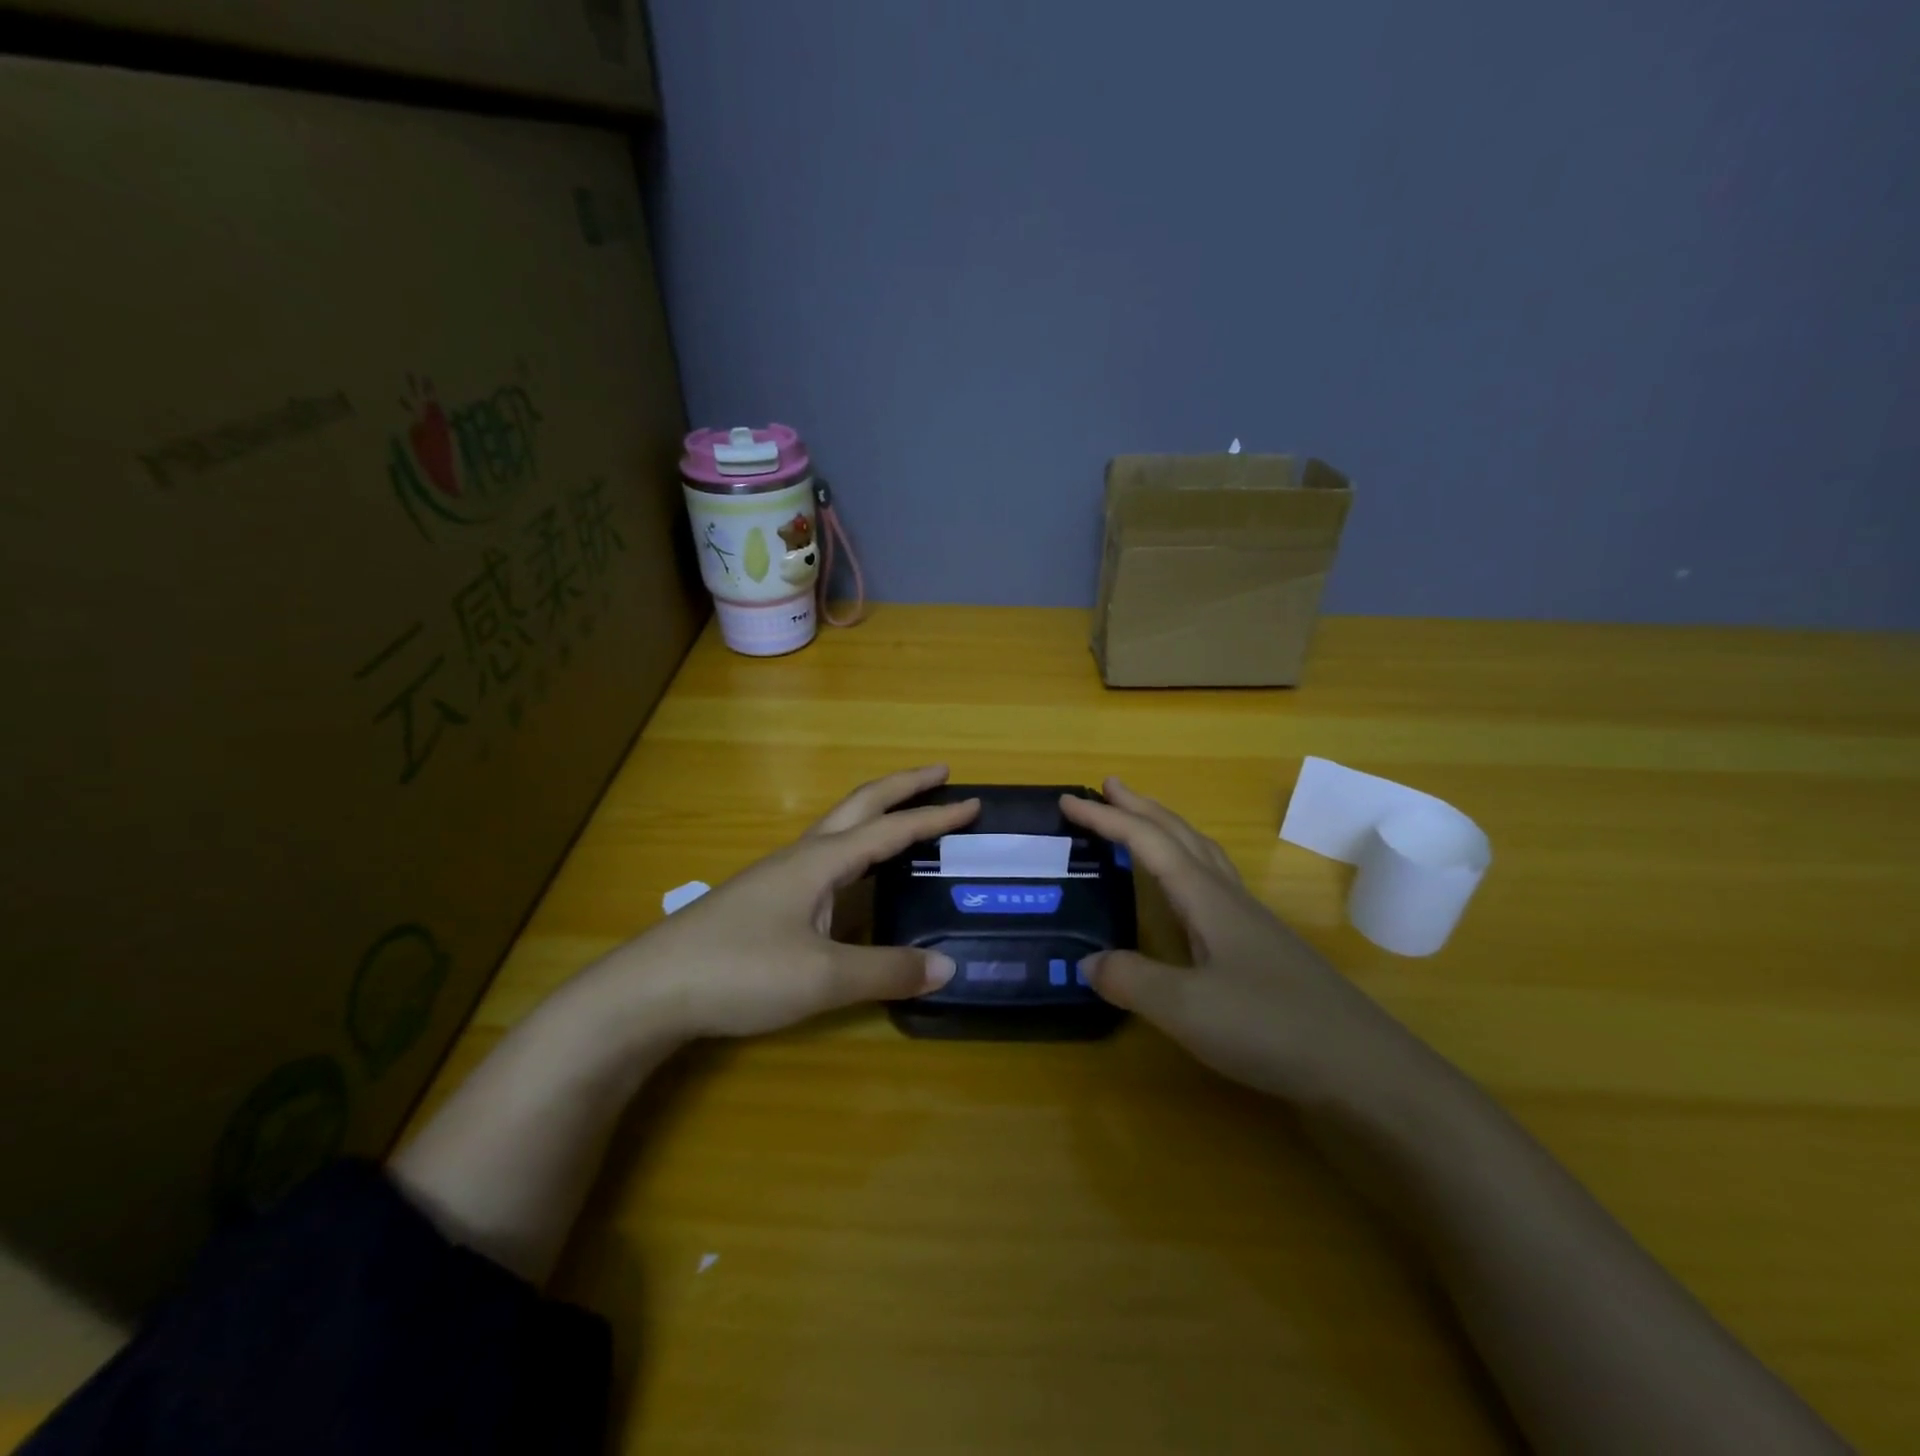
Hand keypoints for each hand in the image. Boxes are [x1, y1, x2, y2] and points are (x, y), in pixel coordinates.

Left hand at [588, 765, 978, 1040]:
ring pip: (838, 829)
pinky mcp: (763, 901)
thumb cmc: (739, 972)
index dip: (934, 816)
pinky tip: (854, 880)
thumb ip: (886, 971)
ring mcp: (778, 877)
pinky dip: (855, 850)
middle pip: (859, 805)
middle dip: (902, 786)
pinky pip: (824, 859)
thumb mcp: (822, 978)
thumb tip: (947, 966)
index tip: (973, 801)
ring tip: (906, 821)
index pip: (890, 829)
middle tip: (940, 773)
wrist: (649, 991)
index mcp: (821, 862)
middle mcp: (801, 857)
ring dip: (877, 815)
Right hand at [1062, 779, 1406, 1103]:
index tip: (1068, 800)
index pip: (1148, 843)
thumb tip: (1087, 963)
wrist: (1364, 1070)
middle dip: (1141, 808)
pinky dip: (1186, 866)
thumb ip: (1131, 980)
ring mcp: (1250, 922)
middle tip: (1108, 787)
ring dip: (1167, 830)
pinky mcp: (1262, 948)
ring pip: (1202, 855)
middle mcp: (1228, 898)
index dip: (1107, 819)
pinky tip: (1184, 894)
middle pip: (1180, 835)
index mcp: (1207, 898)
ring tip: (1141, 823)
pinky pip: (1213, 884)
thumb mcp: (1186, 1009)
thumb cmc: (1271, 1028)